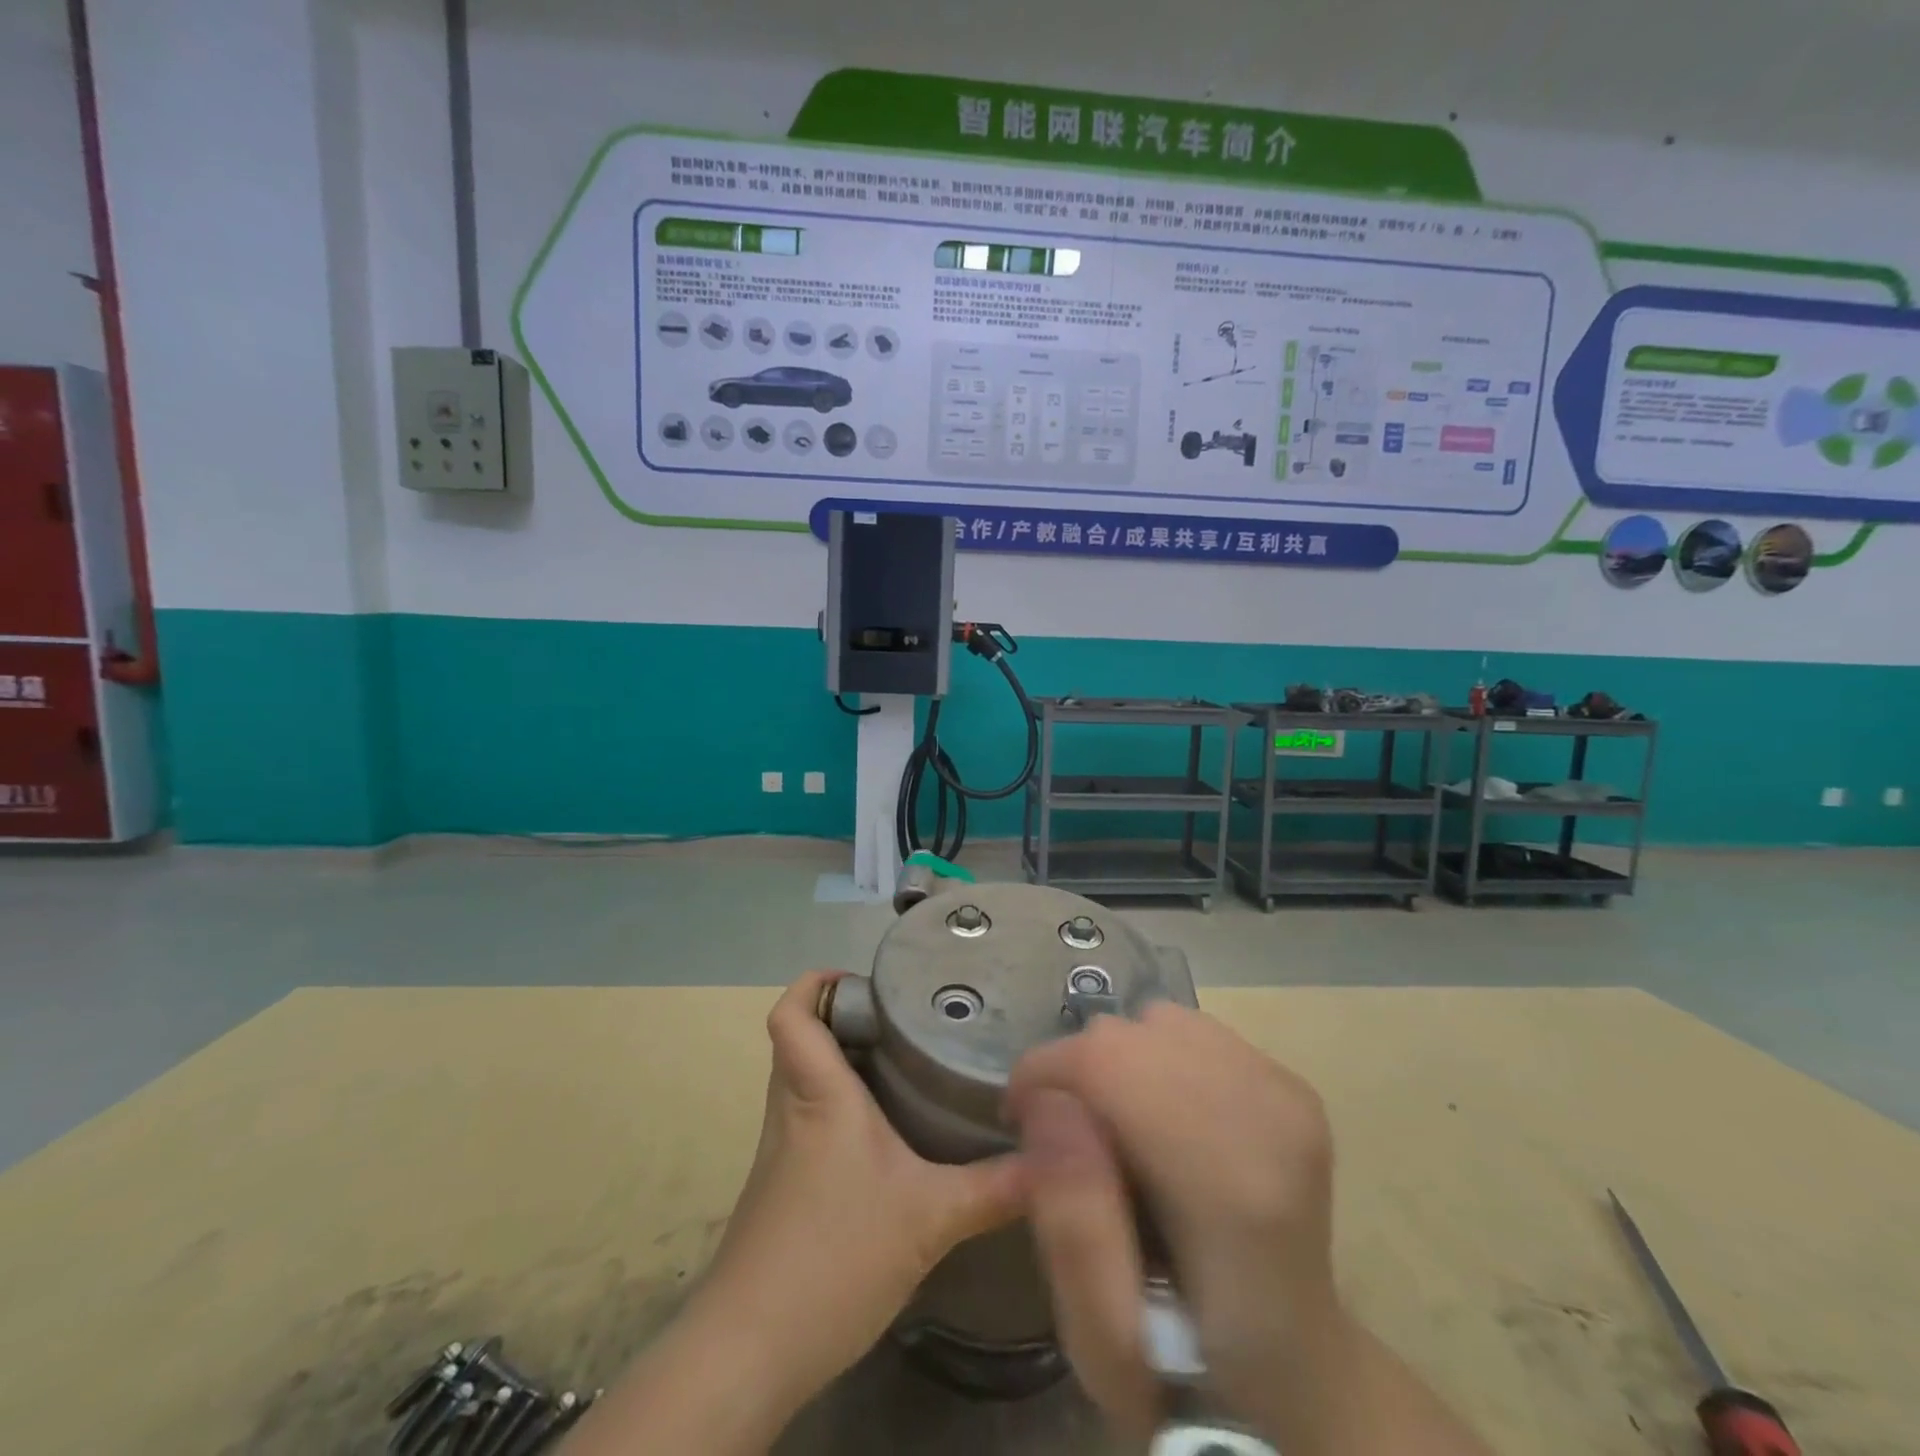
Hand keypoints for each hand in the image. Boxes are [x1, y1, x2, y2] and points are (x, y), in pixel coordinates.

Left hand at [697, 971, 1024, 1408]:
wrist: (749, 1349)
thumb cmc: (834, 1256)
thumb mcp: (929, 1219)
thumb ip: (994, 1187)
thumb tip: (1052, 1160)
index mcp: (818, 1094)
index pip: (790, 1014)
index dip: (814, 983)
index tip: (861, 981)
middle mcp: (791, 1109)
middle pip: (799, 1038)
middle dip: (842, 1019)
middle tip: (901, 1019)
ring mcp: (780, 1150)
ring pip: (803, 1080)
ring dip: (841, 1063)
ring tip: (902, 1064)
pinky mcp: (781, 1186)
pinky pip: (807, 1120)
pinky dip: (838, 1108)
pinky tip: (885, 1136)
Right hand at [1007, 1001, 1339, 1439]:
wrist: (1302, 1368)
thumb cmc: (1194, 1373)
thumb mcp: (1104, 1343)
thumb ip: (1070, 1224)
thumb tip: (1047, 1104)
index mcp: (1233, 1187)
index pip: (1110, 1060)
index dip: (1046, 1072)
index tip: (1019, 1120)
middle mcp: (1271, 1117)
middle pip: (1130, 1033)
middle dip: (1077, 1070)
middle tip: (1069, 1138)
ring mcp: (1287, 1092)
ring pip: (1156, 1020)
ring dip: (1118, 1061)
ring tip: (1119, 1128)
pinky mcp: (1290, 1081)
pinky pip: (1189, 1030)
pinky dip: (1155, 1058)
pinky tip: (1164, 1117)